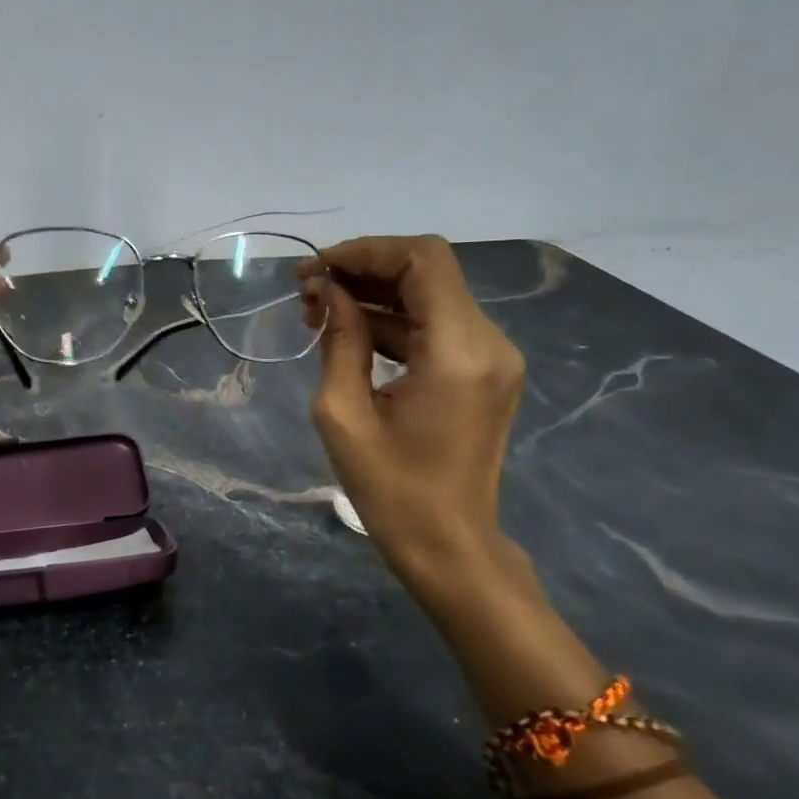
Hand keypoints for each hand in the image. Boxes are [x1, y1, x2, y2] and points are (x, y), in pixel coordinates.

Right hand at [300, 235, 536, 607]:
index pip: (422, 260)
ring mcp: (490, 356)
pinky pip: (434, 325)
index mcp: (458, 350)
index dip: (365, 251)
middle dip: (363, 269)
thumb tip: (325, 289)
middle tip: (307, 289)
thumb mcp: (343, 412)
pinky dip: (391, 320)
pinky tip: (347, 334)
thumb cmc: (391, 489)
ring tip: (317, 312)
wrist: (449, 546)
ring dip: (373, 294)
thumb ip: (338, 338)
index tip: (315, 269)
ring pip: (429, 295)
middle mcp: (488, 341)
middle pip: (427, 271)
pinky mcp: (482, 371)